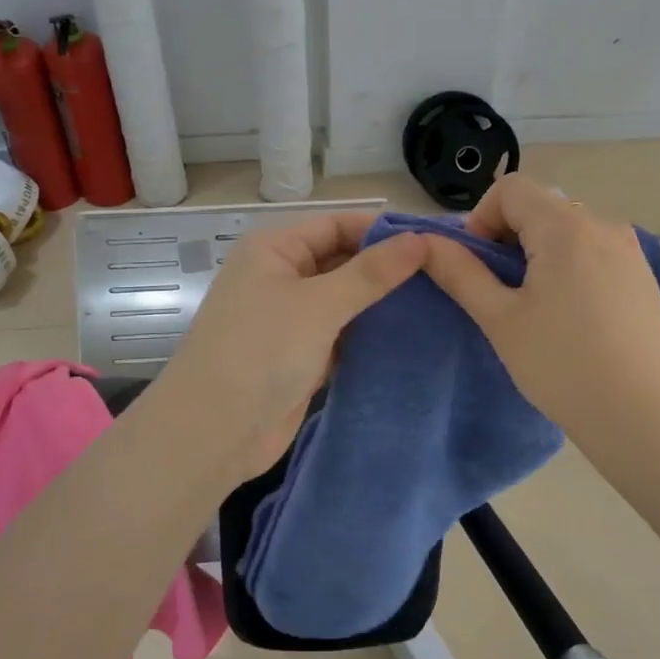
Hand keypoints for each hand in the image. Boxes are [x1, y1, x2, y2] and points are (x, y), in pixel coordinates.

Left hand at [148, 212, 426, 482]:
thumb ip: (371, 273)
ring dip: (383, 304)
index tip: (436, 243)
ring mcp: (292, 319)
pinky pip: (344, 335)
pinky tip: (412, 337)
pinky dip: (371, 335)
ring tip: (440, 303)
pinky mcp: (302, 356)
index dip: (385, 231)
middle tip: (446, 276)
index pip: (339, 225)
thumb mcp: (319, 305)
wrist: (213, 433)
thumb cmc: (261, 352)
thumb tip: (421, 239)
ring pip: (346, 301)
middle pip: (344, 261)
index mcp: (276, 249)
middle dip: (388, 269)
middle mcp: (282, 276)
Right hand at [419, 175, 659, 446]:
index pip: (511, 188)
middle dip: (509, 236)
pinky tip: (572, 314)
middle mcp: (603, 225)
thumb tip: (425, 242)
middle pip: (541, 206)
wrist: (640, 416)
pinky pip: (595, 251)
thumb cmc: (561, 366)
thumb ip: (460, 273)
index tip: (478, 265)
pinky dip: (571, 265)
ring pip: (568, 229)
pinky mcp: (643, 275)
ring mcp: (629, 250)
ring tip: (536, 305)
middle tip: (500, 290)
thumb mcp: (500, 319)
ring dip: (540, 251)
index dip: (482, 218)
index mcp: (566, 227)